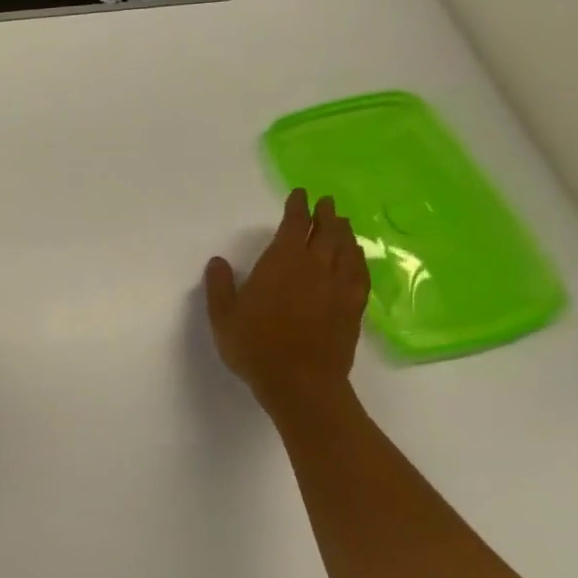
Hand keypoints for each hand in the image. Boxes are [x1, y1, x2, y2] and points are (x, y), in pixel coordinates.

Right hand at [205, 188, 369, 416]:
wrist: (301, 383)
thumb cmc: (255, 347)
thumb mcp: (223, 317)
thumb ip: (220, 286)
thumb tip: (218, 262)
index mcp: (281, 264)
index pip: (293, 226)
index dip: (297, 208)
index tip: (299, 195)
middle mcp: (314, 268)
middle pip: (326, 232)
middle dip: (325, 215)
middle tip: (326, 203)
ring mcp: (338, 288)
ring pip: (346, 250)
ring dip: (343, 232)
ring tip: (342, 223)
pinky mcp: (353, 307)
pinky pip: (359, 273)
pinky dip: (357, 258)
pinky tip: (355, 257)